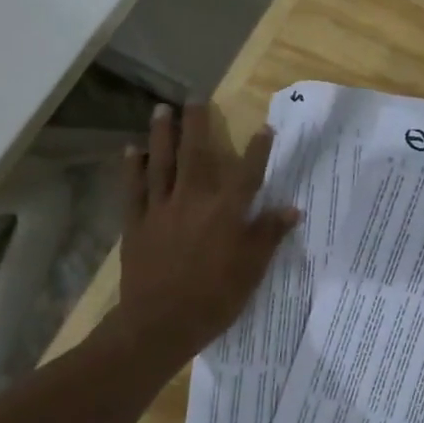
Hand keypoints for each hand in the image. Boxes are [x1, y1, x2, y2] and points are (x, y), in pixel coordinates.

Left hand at [118, 103, 299, 356]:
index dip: (258, 149)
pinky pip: (133, 190)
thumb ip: (268, 235)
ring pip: (161, 164)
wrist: (160, 324)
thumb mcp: (251, 270)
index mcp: (226, 213)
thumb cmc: (214, 299)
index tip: (265, 127)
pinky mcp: (136, 224)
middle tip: (195, 98)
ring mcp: (161, 210)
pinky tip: (131, 150)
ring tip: (161, 109)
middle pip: (197, 155)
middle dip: (197, 125)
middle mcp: (193, 201)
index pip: (248, 174)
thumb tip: (292, 209)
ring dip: (162, 135)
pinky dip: (132, 168)